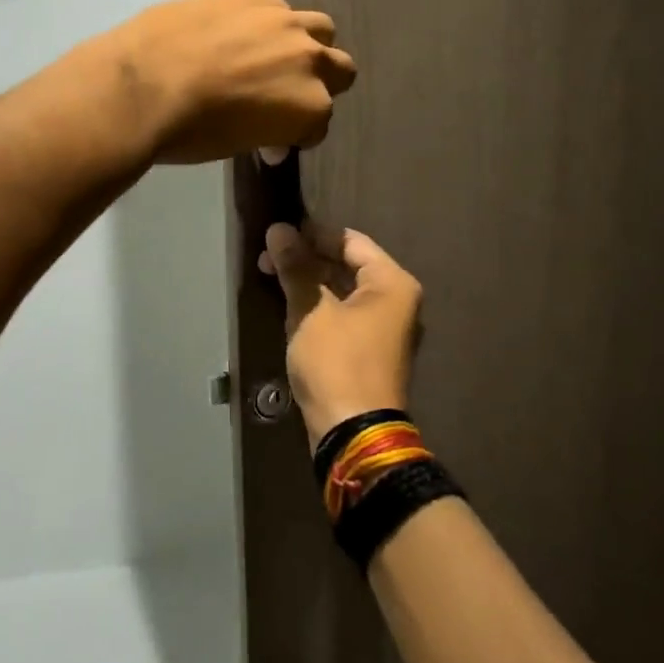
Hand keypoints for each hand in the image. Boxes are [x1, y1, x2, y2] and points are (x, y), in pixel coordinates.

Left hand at [101, 0, 356, 163]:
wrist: (140, 85)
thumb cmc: (189, 132)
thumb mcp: (237, 146)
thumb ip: (266, 132)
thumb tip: (268, 136)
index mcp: (310, 106)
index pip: (318, 124)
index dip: (295, 135)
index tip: (271, 141)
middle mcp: (308, 59)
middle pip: (340, 69)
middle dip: (321, 84)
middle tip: (284, 95)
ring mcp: (280, 22)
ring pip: (319, 28)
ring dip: (304, 45)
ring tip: (268, 57)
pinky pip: (275, 10)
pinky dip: (266, 27)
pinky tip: (233, 38)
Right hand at [259, 223, 422, 451]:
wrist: (352, 432)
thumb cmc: (336, 363)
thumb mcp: (311, 311)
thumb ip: (296, 267)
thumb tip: (278, 230)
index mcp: (392, 283)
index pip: (350, 241)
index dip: (312, 234)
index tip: (277, 235)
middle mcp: (396, 301)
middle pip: (348, 265)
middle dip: (307, 259)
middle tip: (267, 259)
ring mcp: (385, 329)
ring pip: (343, 291)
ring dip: (309, 283)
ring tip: (272, 280)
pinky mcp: (370, 352)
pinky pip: (343, 315)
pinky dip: (318, 307)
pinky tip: (290, 308)